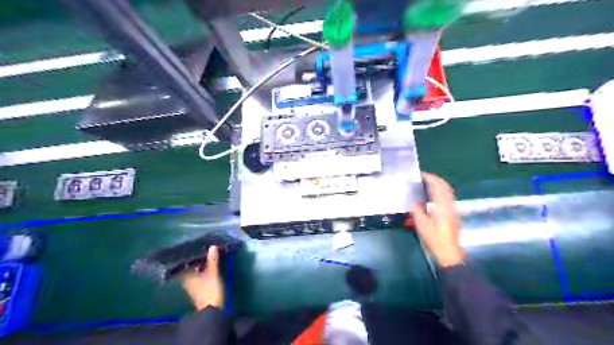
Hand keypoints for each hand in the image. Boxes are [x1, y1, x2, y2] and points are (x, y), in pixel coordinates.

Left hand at [182, 245, 223, 309]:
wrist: (211, 310)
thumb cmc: (209, 290)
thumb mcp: (212, 273)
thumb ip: (212, 260)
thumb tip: (212, 246)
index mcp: (186, 276)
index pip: (182, 264)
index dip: (184, 257)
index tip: (188, 248)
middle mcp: (186, 281)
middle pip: (187, 268)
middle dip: (192, 260)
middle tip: (198, 249)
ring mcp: (192, 286)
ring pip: (193, 272)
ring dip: (197, 265)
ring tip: (204, 255)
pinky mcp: (198, 289)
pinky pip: (197, 276)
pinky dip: (201, 271)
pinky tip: (206, 266)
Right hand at [409, 174, 463, 267]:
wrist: (448, 251)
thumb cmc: (433, 237)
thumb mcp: (420, 223)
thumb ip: (417, 209)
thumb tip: (414, 200)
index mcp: (441, 205)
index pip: (438, 185)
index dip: (430, 178)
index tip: (421, 175)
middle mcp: (449, 204)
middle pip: (445, 187)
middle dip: (436, 180)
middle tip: (425, 178)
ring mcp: (453, 209)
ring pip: (448, 192)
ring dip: (439, 186)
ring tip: (428, 185)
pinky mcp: (453, 215)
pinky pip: (448, 198)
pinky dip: (441, 192)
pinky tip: (434, 197)